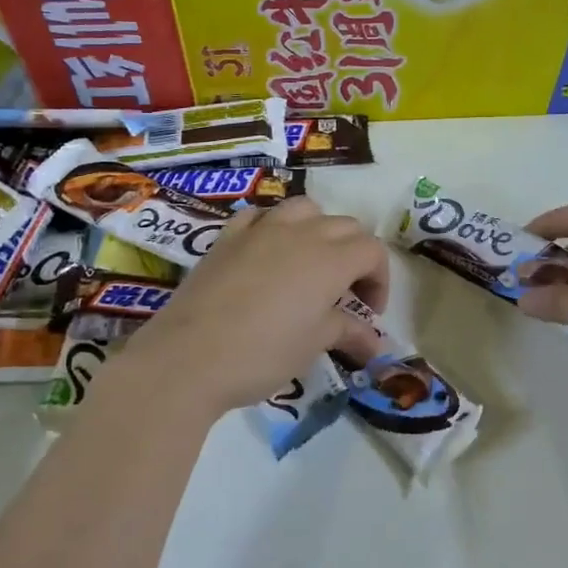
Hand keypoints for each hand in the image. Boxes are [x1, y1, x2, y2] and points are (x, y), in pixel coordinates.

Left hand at [113, 196, 387, 417]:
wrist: (187, 358)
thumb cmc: (263, 354)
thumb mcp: (313, 345)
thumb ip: (348, 333)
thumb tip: (376, 344)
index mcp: (330, 259)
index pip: (372, 250)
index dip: (379, 279)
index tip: (369, 312)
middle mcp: (300, 233)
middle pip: (345, 226)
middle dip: (355, 255)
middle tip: (346, 294)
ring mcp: (260, 230)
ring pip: (304, 209)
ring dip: (318, 230)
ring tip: (310, 264)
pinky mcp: (227, 237)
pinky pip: (259, 215)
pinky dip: (272, 226)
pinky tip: (266, 251)